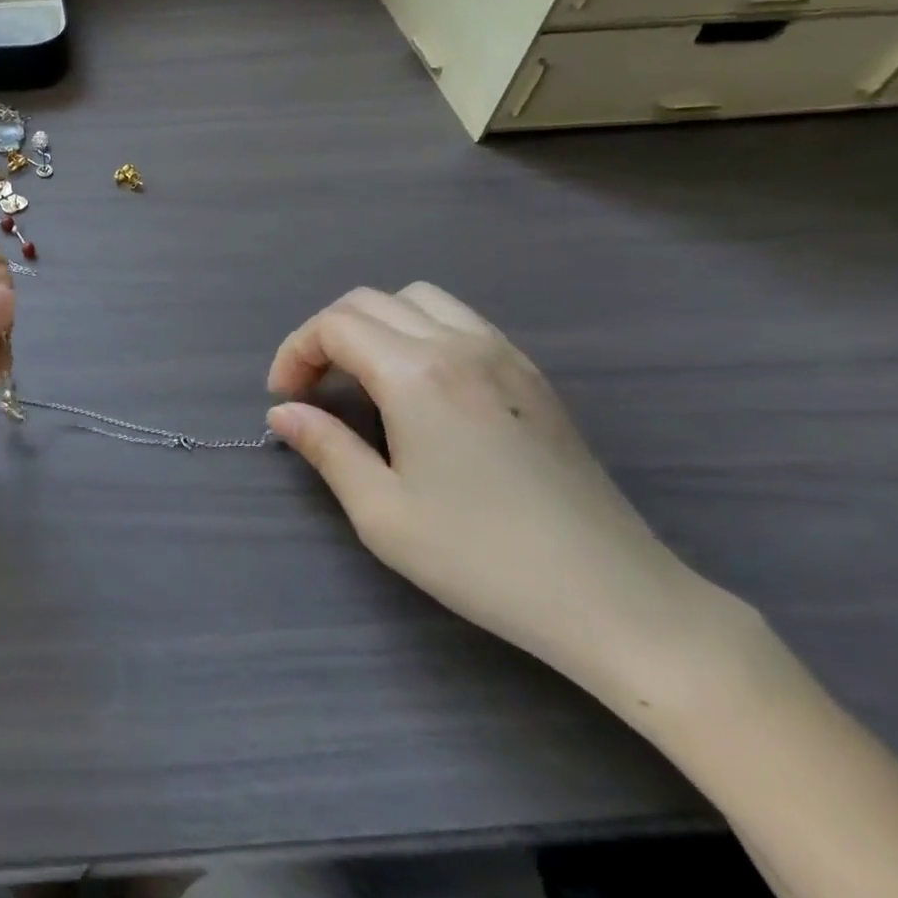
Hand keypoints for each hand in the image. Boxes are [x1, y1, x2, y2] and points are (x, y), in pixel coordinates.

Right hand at [266, 284, 713, 692]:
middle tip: (312, 388)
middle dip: (326, 335)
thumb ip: (326, 448)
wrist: (613, 597)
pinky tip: (420, 386)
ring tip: (363, 377)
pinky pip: (460, 321)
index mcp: (416, 373)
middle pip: (370, 301)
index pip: (334, 326)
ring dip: (375, 324)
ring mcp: (503, 355)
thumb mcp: (382, 512)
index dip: (295, 352)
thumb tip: (284, 413)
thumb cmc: (482, 557)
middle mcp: (459, 345)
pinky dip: (419, 330)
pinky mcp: (532, 376)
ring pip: (418, 299)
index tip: (284, 399)